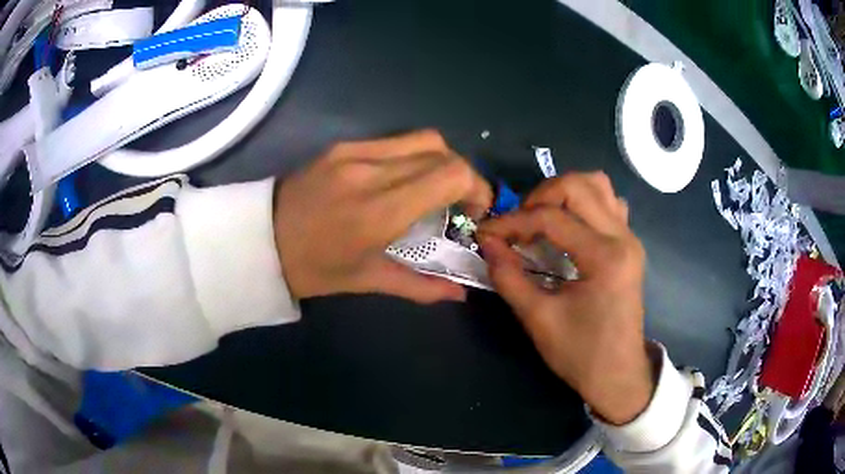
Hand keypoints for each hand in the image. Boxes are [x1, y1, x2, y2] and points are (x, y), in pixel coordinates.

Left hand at [274, 130, 492, 303]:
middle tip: (457, 203)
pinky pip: (394, 140)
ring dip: (440, 161)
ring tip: (433, 189)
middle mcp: (371, 171)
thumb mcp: (367, 281)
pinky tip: (403, 179)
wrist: (260, 240)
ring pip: (421, 139)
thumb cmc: (313, 269)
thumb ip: (421, 286)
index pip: (450, 174)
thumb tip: (461, 294)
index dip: (476, 187)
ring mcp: (354, 152)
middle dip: (462, 175)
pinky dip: (413, 156)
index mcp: (379, 211)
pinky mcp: (342, 145)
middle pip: (442, 151)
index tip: (475, 211)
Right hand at [478, 172, 653, 424]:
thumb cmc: (581, 354)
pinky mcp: (629, 245)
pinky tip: (570, 226)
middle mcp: (622, 237)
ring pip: (598, 185)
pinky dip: (585, 203)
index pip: (552, 219)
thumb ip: (509, 277)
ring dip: (564, 193)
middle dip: (539, 196)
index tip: (486, 234)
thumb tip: (487, 242)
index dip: (512, 222)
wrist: (618, 375)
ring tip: (542, 218)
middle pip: (578, 185)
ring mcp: (630, 238)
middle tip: (518, 224)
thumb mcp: (538, 319)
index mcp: (604, 257)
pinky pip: (609, 203)